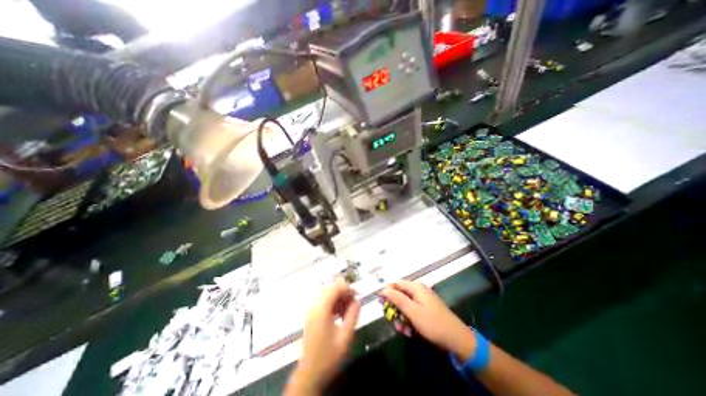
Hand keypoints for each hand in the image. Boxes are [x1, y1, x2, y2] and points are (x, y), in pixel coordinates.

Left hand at [286, 276, 360, 394]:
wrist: (309, 374)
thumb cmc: (328, 356)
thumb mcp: (345, 336)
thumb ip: (353, 315)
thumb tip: (358, 301)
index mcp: (321, 309)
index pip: (335, 288)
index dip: (347, 288)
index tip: (357, 296)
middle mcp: (314, 306)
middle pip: (330, 289)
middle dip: (343, 293)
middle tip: (353, 303)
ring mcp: (311, 310)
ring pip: (327, 295)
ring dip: (339, 298)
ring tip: (348, 310)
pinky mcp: (311, 316)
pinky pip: (323, 302)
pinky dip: (333, 304)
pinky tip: (340, 314)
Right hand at [383, 281, 476, 362]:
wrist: (457, 340)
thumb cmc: (433, 323)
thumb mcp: (413, 312)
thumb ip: (398, 299)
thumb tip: (384, 289)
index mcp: (416, 288)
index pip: (397, 284)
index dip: (387, 291)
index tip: (379, 301)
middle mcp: (419, 292)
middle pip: (400, 295)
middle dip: (394, 308)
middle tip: (390, 319)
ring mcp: (423, 302)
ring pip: (405, 306)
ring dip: (401, 317)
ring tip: (401, 329)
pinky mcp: (426, 311)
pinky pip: (412, 313)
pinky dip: (409, 321)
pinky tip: (409, 332)